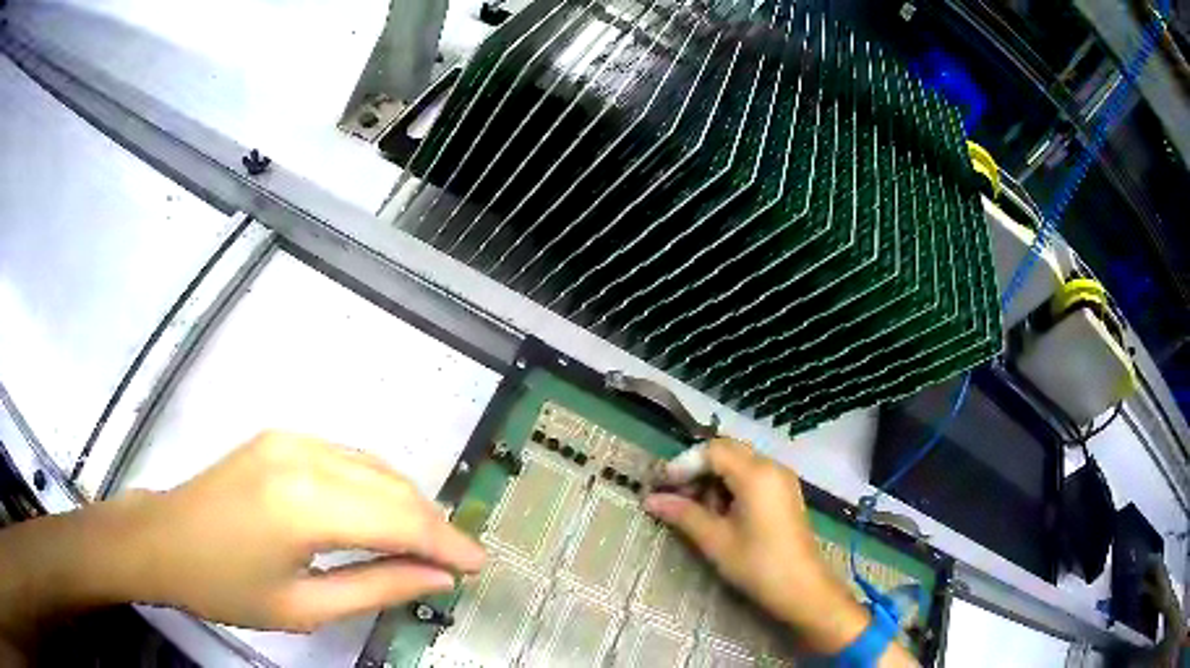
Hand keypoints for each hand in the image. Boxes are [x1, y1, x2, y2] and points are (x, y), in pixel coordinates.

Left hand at [111, 432, 486, 631]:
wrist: (162, 540)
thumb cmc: (225, 587)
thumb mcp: (303, 607)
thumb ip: (376, 588)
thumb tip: (435, 578)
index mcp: (304, 507)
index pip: (399, 519)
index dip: (446, 543)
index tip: (479, 565)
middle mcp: (303, 458)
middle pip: (394, 487)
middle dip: (433, 525)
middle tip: (456, 561)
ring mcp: (290, 439)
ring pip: (375, 466)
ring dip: (408, 504)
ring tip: (426, 544)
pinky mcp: (281, 437)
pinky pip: (348, 458)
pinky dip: (377, 486)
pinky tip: (382, 514)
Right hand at [643, 439, 867, 653]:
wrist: (802, 587)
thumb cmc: (757, 564)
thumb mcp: (715, 540)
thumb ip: (683, 514)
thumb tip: (649, 499)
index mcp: (756, 474)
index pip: (713, 451)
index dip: (684, 464)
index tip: (662, 486)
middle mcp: (771, 467)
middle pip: (727, 451)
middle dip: (698, 469)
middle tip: (676, 495)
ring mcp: (781, 479)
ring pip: (740, 463)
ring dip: (714, 478)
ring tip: (695, 508)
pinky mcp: (785, 493)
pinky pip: (753, 476)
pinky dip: (731, 486)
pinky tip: (720, 512)